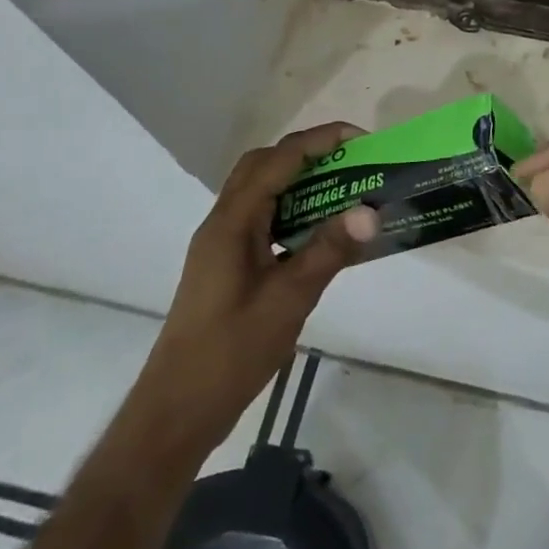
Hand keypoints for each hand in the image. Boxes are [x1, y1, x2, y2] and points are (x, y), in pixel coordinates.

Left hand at [155, 123, 378, 421]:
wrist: (178, 409)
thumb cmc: (230, 353)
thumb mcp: (289, 299)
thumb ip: (329, 250)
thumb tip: (370, 209)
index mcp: (232, 223)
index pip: (278, 161)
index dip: (319, 141)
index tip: (361, 139)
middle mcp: (222, 224)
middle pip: (263, 166)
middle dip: (308, 153)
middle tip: (351, 161)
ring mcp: (222, 245)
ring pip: (261, 193)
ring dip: (300, 181)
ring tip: (344, 189)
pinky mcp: (227, 266)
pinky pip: (262, 220)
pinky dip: (292, 212)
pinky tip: (321, 233)